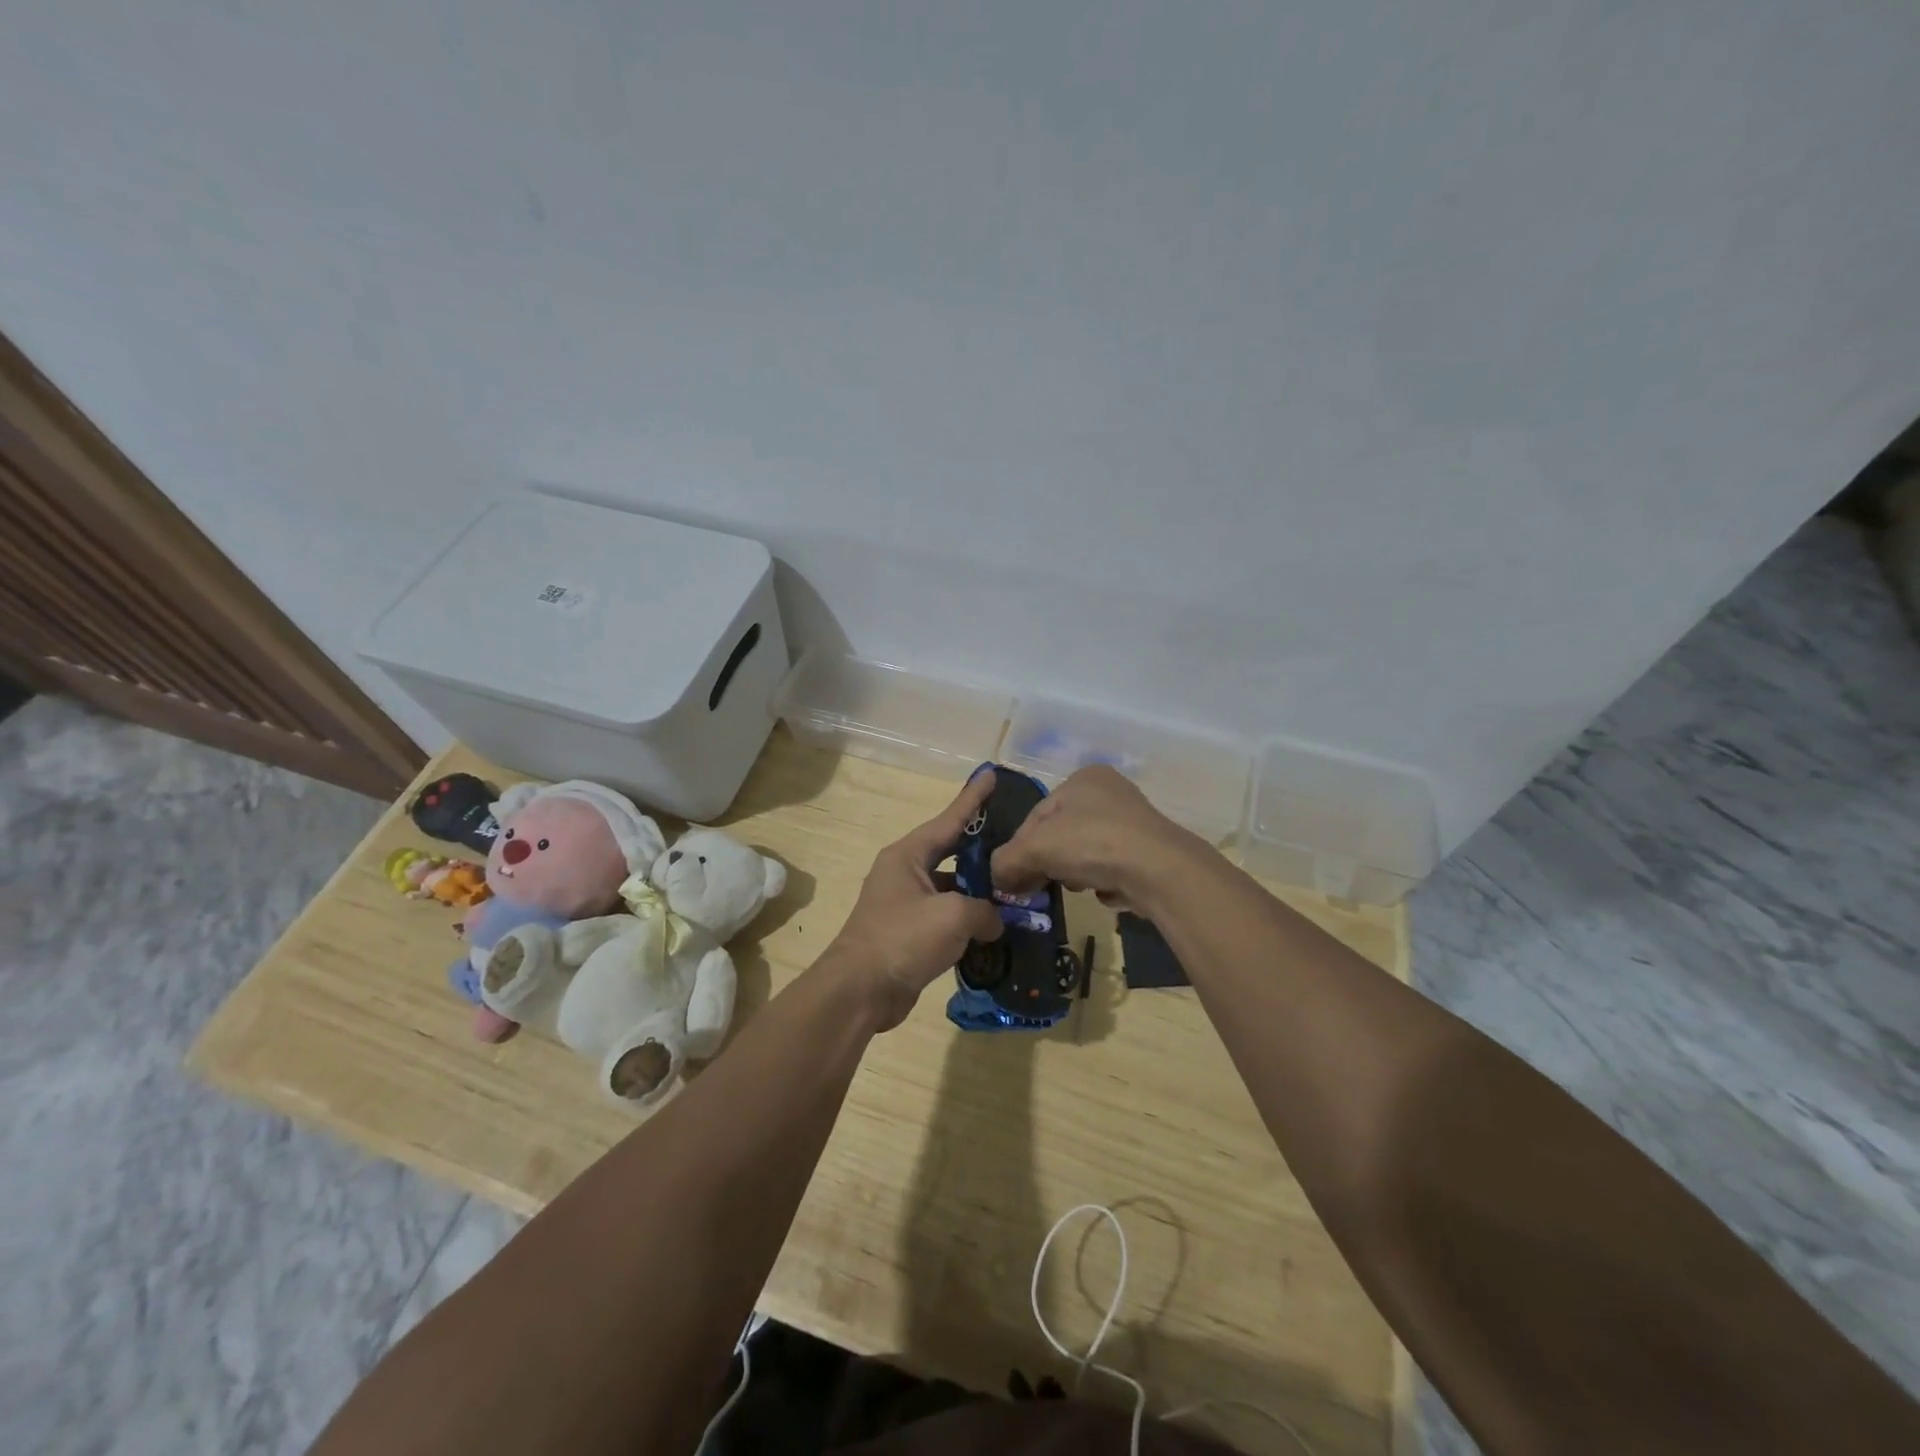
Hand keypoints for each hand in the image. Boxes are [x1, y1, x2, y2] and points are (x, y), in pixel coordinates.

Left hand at [823, 771, 1004, 1030]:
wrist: (860, 992)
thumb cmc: (903, 939)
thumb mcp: (953, 915)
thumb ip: (985, 910)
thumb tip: (995, 921)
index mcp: (908, 855)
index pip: (949, 819)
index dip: (973, 799)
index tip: (992, 774)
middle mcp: (905, 872)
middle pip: (952, 852)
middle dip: (983, 848)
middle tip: (1015, 837)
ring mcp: (906, 903)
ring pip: (952, 888)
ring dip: (980, 891)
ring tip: (1016, 887)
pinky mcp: (911, 933)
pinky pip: (947, 916)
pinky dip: (970, 920)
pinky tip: (997, 926)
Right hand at [990, 764, 1203, 914]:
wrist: (1159, 870)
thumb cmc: (1092, 843)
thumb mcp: (1036, 848)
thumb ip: (1007, 861)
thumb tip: (996, 878)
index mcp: (1082, 778)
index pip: (1037, 815)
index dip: (1020, 848)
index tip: (1013, 877)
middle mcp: (1110, 792)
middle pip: (1061, 834)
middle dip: (1049, 862)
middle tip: (1040, 886)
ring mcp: (1133, 822)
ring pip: (1086, 852)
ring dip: (1076, 873)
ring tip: (1079, 888)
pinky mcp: (1150, 851)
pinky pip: (1113, 868)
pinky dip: (1105, 881)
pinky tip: (1107, 892)